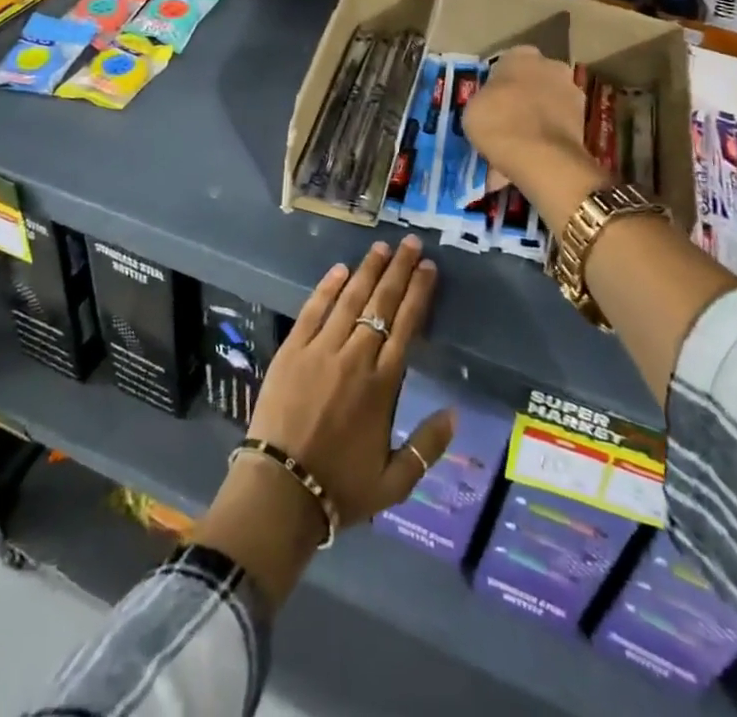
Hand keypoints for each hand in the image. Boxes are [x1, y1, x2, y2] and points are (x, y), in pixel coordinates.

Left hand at [190, 238, 452, 604]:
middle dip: (399, 271)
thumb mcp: (394, 482)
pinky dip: (327, 288)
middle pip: (382, 304)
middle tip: (411, 244)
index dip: (418, 294)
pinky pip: (313, 310)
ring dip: (367, 271)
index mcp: (383, 386)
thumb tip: (455, 413)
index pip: (406, 327)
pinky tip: (339, 269)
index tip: (428, 268)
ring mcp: (321, 350)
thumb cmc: (340, 488)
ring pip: (350, 300)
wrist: (281, 491)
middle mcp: (355, 358)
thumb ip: (428, 447)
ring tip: (382, 247)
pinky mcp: (292, 350)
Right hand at [464, 46, 594, 192]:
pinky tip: (534, 152)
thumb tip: (493, 103)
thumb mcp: (473, 108)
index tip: (489, 102)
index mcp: (521, 55)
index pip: (506, 63)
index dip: (497, 83)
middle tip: (505, 118)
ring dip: (537, 115)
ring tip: (519, 140)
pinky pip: (557, 124)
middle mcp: (551, 65)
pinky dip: (548, 134)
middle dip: (522, 95)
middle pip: (532, 79)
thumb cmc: (499, 123)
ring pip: (548, 102)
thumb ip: (486, 98)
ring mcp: (572, 92)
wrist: (541, 157)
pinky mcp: (584, 121)